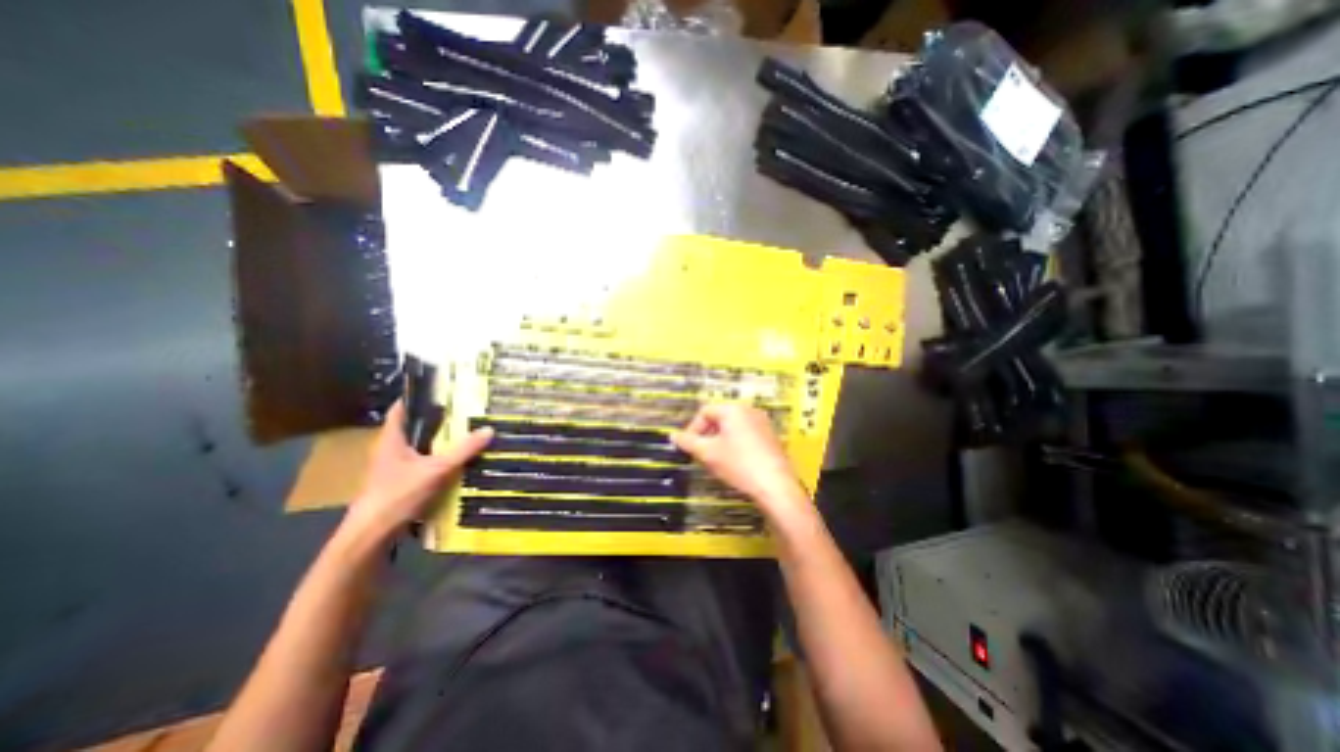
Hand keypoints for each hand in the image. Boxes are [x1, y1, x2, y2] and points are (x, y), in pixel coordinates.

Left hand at [341, 401, 489, 547]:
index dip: (416, 397)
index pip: (400, 409)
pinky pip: (421, 463)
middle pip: (413, 428)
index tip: (438, 389)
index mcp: (392, 440)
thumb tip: (488, 430)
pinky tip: (454, 463)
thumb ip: (464, 450)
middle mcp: (389, 450)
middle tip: (461, 411)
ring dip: (437, 441)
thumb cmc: (399, 494)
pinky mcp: (398, 484)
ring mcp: (392, 468)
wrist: (372, 534)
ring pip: (418, 447)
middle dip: (435, 420)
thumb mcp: (437, 469)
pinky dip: (436, 459)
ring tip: (463, 434)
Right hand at [669, 406, 803, 522]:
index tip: (688, 447)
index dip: (692, 428)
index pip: (705, 412)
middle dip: (706, 435)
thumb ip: (688, 442)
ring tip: (715, 460)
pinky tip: (734, 463)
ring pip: (732, 427)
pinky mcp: (770, 437)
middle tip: (700, 453)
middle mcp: (749, 410)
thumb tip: (673, 435)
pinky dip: (735, 444)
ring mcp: (763, 423)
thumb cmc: (739, 464)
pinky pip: (746, 435)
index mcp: (733, 409)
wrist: (775, 485)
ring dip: (719, 440)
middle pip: (719, 418)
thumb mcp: (708, 453)